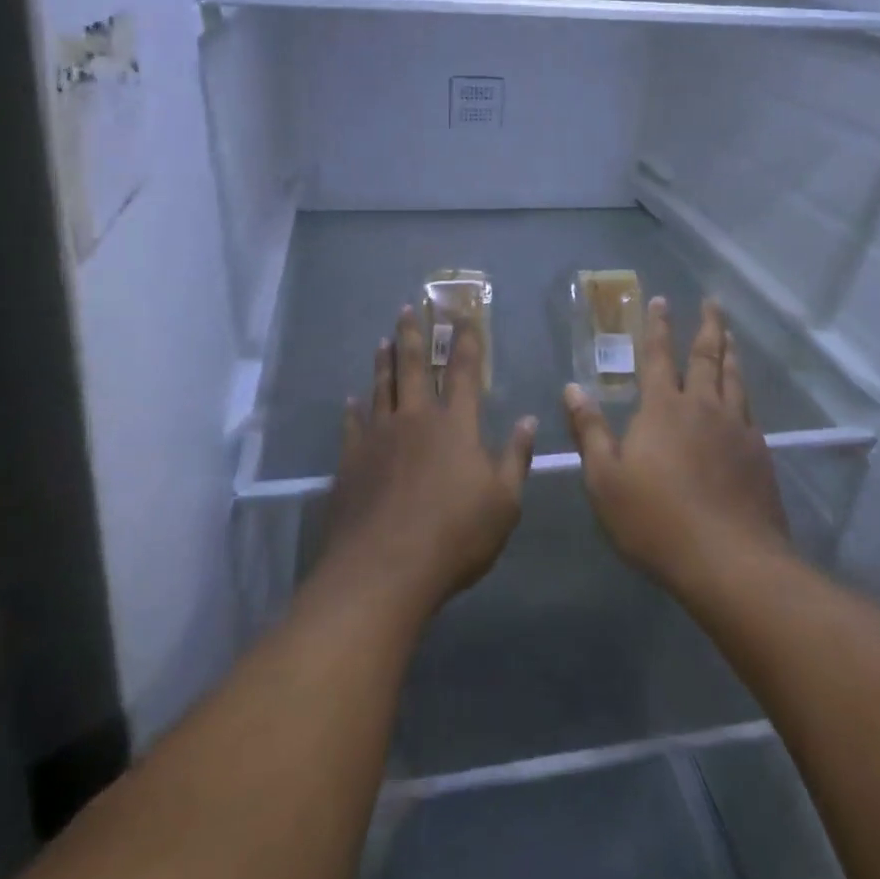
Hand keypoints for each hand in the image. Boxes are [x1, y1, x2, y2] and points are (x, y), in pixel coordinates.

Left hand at [317, 306, 536, 617]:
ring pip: (382, 387)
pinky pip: (353, 424)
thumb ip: (516, 458)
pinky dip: (353, 408)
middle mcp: (416, 419)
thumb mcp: (504, 503)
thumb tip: (527, 420)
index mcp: (456, 425)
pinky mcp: (352, 460)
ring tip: (383, 340)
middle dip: (414, 335)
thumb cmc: (455, 537)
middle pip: (414, 367)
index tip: (463, 315)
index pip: (465, 371)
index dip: (466, 341)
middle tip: (408, 308)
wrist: (384, 570)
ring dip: (384, 361)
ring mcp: (379, 437)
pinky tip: (352, 399)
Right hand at [564, 297, 788, 595]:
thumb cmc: (657, 521)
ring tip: (730, 334)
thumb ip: (590, 432)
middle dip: (707, 325)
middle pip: (706, 356)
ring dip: (730, 351)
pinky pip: (750, 408)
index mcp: (663, 409)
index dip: (657, 326)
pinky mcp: (759, 452)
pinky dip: (744, 389)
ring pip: (734, 377)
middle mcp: (702, 406)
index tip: (662, 300)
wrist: (730, 560)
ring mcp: (736, 427)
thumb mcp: (606, 481)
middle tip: (711, 301)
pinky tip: (744, 395)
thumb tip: (572, 389)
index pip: (657, 356)